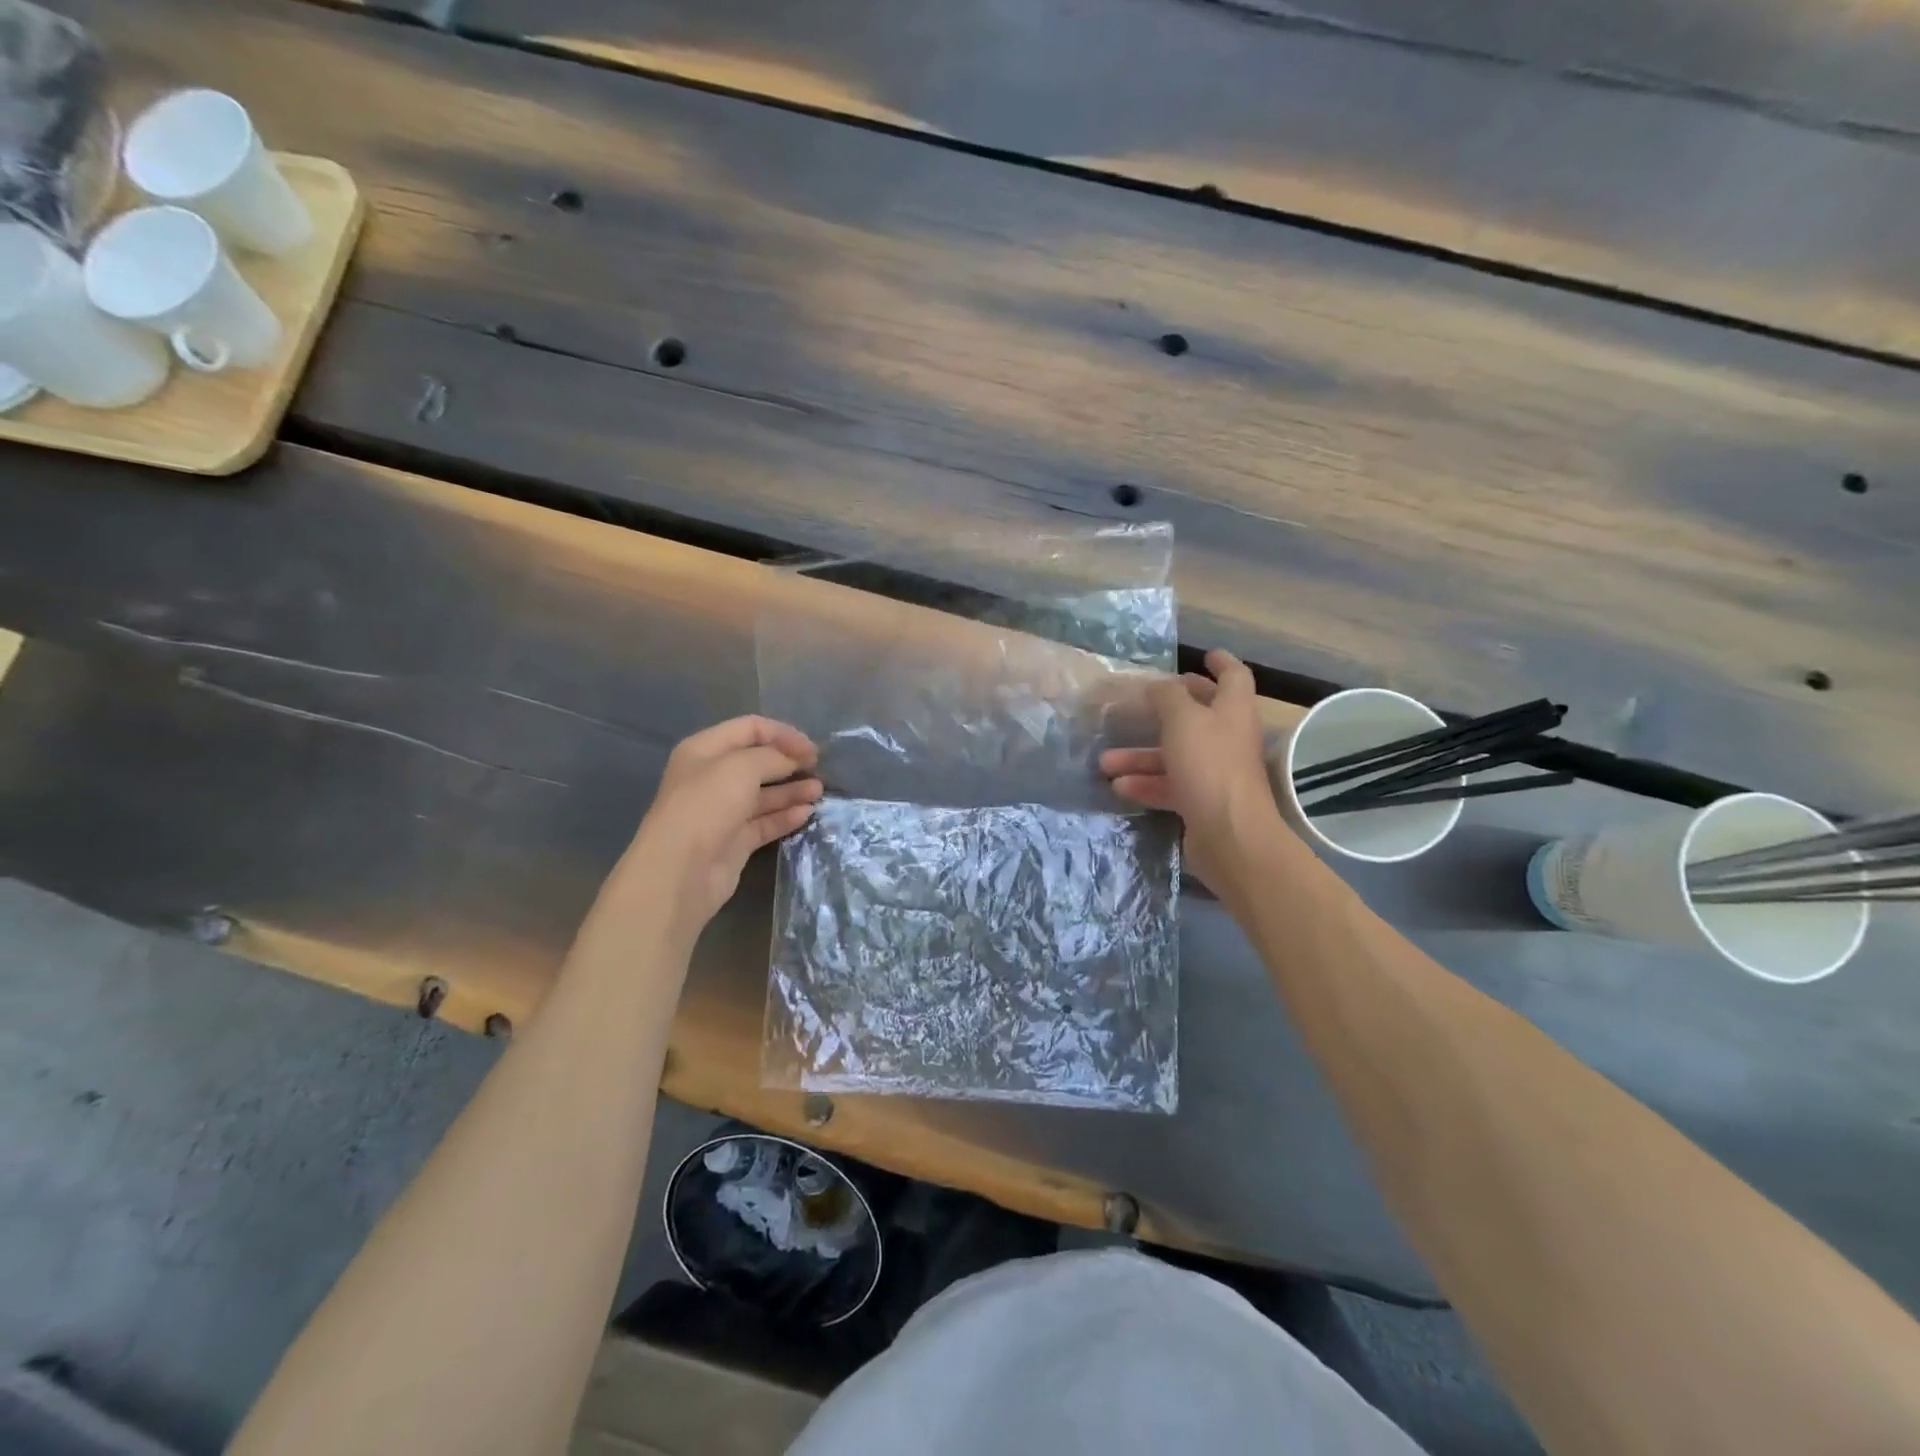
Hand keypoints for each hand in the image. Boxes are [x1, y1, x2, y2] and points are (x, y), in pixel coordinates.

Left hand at [620, 716, 822, 937]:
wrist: (681, 870)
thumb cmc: (707, 806)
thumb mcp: (742, 766)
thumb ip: (773, 756)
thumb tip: (793, 760)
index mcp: (705, 750)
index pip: (750, 728)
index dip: (783, 733)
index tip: (811, 748)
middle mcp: (712, 777)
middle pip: (758, 761)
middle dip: (789, 762)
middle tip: (819, 768)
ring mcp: (723, 811)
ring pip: (764, 794)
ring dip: (792, 790)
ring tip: (819, 792)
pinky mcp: (734, 841)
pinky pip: (765, 822)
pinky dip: (786, 816)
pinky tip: (807, 813)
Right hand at [1099, 649, 1294, 891]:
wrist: (1230, 835)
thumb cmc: (1209, 765)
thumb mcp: (1182, 719)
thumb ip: (1167, 697)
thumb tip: (1158, 686)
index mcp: (1233, 710)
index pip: (1234, 676)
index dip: (1221, 663)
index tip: (1206, 654)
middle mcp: (1228, 738)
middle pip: (1200, 715)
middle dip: (1169, 709)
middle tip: (1145, 700)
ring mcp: (1216, 773)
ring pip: (1175, 755)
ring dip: (1141, 755)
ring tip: (1105, 761)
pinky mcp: (1203, 803)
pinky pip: (1170, 786)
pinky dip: (1146, 784)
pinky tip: (1118, 786)